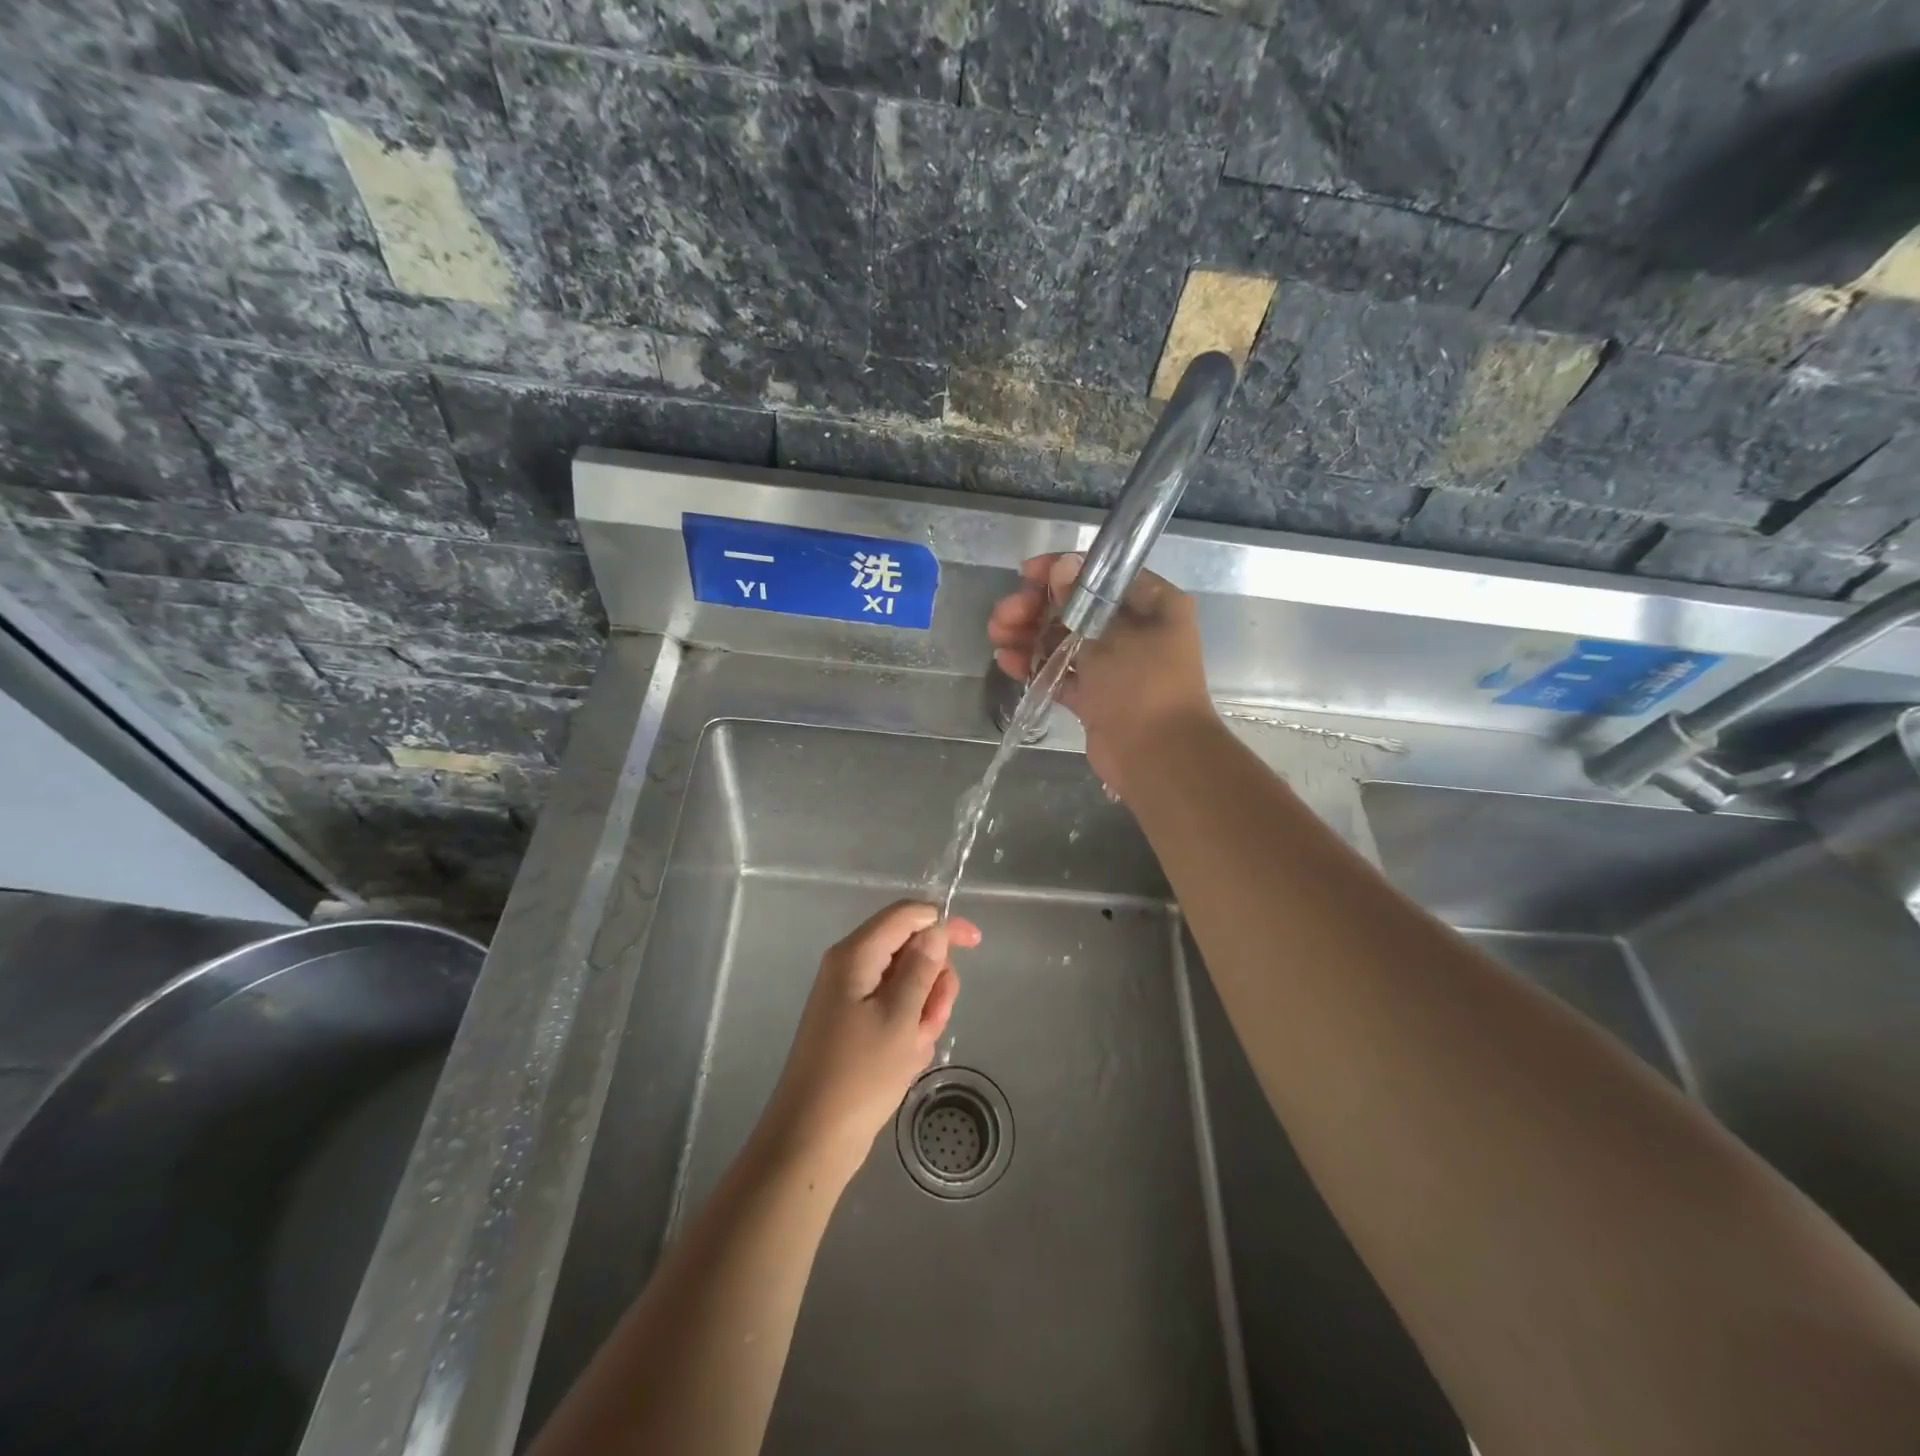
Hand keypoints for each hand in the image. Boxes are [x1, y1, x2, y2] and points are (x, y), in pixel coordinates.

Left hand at [758, 901, 980, 1186]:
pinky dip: (908, 1031)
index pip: (905, 915)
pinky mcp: (855, 1025)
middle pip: (909, 950)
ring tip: (914, 1048)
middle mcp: (851, 967)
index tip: (975, 943)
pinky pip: (895, 1012)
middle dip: (932, 982)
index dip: (942, 922)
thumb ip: (922, 967)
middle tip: (931, 1020)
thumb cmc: (859, 1075)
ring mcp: (852, 997)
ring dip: (923, 1012)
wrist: (812, 1139)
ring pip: (907, 984)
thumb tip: (935, 929)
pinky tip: (905, 1061)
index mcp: (856, 955)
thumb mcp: (901, 1017)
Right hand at [988, 552, 1216, 796]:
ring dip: (1030, 636)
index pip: (1103, 575)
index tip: (1026, 574)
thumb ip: (1079, 600)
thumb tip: (1061, 565)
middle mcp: (1135, 630)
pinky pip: (1062, 673)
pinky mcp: (1096, 696)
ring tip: (995, 635)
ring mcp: (1115, 665)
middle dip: (1037, 608)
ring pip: (1066, 640)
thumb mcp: (1109, 636)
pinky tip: (1006, 661)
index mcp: (1153, 605)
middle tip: (1003, 614)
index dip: (1063, 571)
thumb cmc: (1142, 685)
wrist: (1157, 758)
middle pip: (1078, 608)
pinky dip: (1037, 666)